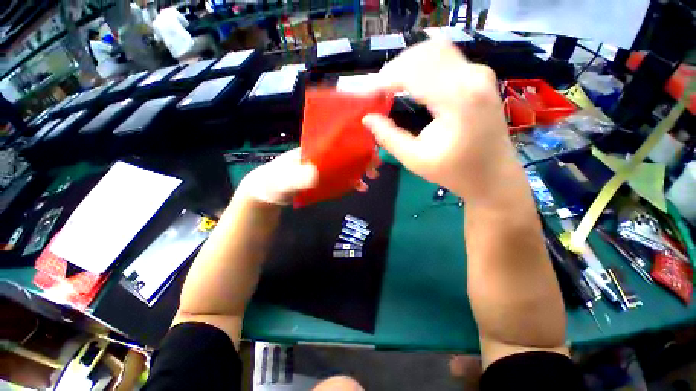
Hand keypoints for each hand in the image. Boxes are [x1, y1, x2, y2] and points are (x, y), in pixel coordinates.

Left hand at [237, 148, 379, 204]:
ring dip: (361, 167)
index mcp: (314, 147)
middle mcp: (322, 154)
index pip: (339, 139)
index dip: (356, 142)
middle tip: (376, 165)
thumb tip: (317, 173)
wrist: (269, 195)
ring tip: (373, 175)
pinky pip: (343, 177)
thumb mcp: (283, 181)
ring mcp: (325, 166)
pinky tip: (362, 187)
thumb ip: (297, 178)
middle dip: (363, 155)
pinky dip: (353, 181)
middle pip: (347, 150)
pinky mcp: (326, 179)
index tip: (370, 148)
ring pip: (347, 163)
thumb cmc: (273, 183)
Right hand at [362, 39, 516, 199]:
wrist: (493, 175)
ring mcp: (479, 73)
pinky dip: (422, 66)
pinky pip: (445, 59)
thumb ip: (388, 137)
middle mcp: (473, 76)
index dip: (385, 79)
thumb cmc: (455, 172)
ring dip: (408, 64)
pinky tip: (410, 83)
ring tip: (390, 86)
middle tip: (377, 91)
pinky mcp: (479, 77)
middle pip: (424, 52)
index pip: (413, 72)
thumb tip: (367, 118)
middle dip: (395, 68)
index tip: (366, 94)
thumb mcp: (416, 159)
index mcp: (458, 98)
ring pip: (435, 50)